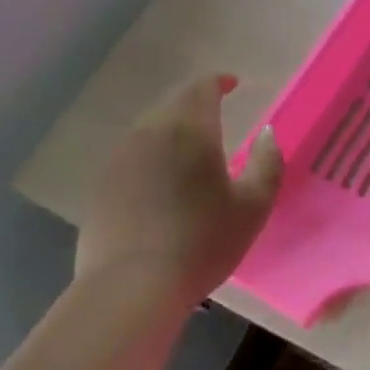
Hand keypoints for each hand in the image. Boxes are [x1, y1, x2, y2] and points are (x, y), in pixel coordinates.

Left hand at [75, 74, 283, 304]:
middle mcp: (150, 133)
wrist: (130, 287)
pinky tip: (162, 180)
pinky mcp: (101, 185)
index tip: (233, 85)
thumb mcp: (253, 206)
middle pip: (173, 103)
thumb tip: (268, 132)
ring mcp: (120, 158)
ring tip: (191, 148)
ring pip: (150, 128)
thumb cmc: (202, 242)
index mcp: (190, 130)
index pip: (201, 88)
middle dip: (196, 103)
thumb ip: (268, 162)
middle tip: (216, 114)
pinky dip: (152, 154)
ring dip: (172, 129)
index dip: (218, 82)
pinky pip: (133, 154)